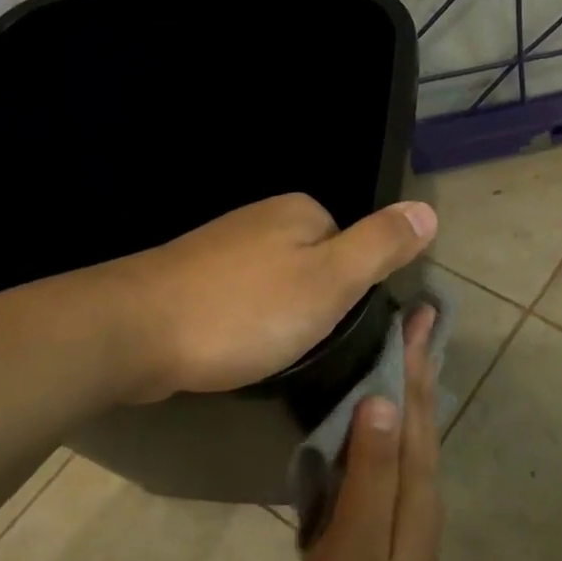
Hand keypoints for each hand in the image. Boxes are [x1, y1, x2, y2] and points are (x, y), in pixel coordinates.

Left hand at [90, 194, 435, 400]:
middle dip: (314, 305)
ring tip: (267, 349)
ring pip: (278, 285)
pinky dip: (247, 321)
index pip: (353, 248)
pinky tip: (235, 344)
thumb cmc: (244, 310)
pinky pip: (242, 298)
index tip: (333, 325)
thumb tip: (429, 211)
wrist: (132, 332)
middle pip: (316, 265)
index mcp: (300, 211)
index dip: (351, 291)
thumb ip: (380, 246)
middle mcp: (261, 218)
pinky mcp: (192, 277)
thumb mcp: (330, 282)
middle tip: (299, 342)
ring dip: (279, 317)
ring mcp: (222, 246)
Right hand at [293, 307, 442, 560]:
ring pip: (416, 431)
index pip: (412, 408)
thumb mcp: (352, 544)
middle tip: (420, 318)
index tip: (416, 316)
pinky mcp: (397, 521)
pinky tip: (386, 418)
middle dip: (419, 364)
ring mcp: (412, 505)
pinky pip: (402, 453)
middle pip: (421, 413)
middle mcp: (421, 487)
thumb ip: (367, 474)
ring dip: (414, 387)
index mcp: (412, 485)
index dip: (412, 361)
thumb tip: (379, 404)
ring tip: (408, 352)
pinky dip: (400, 421)